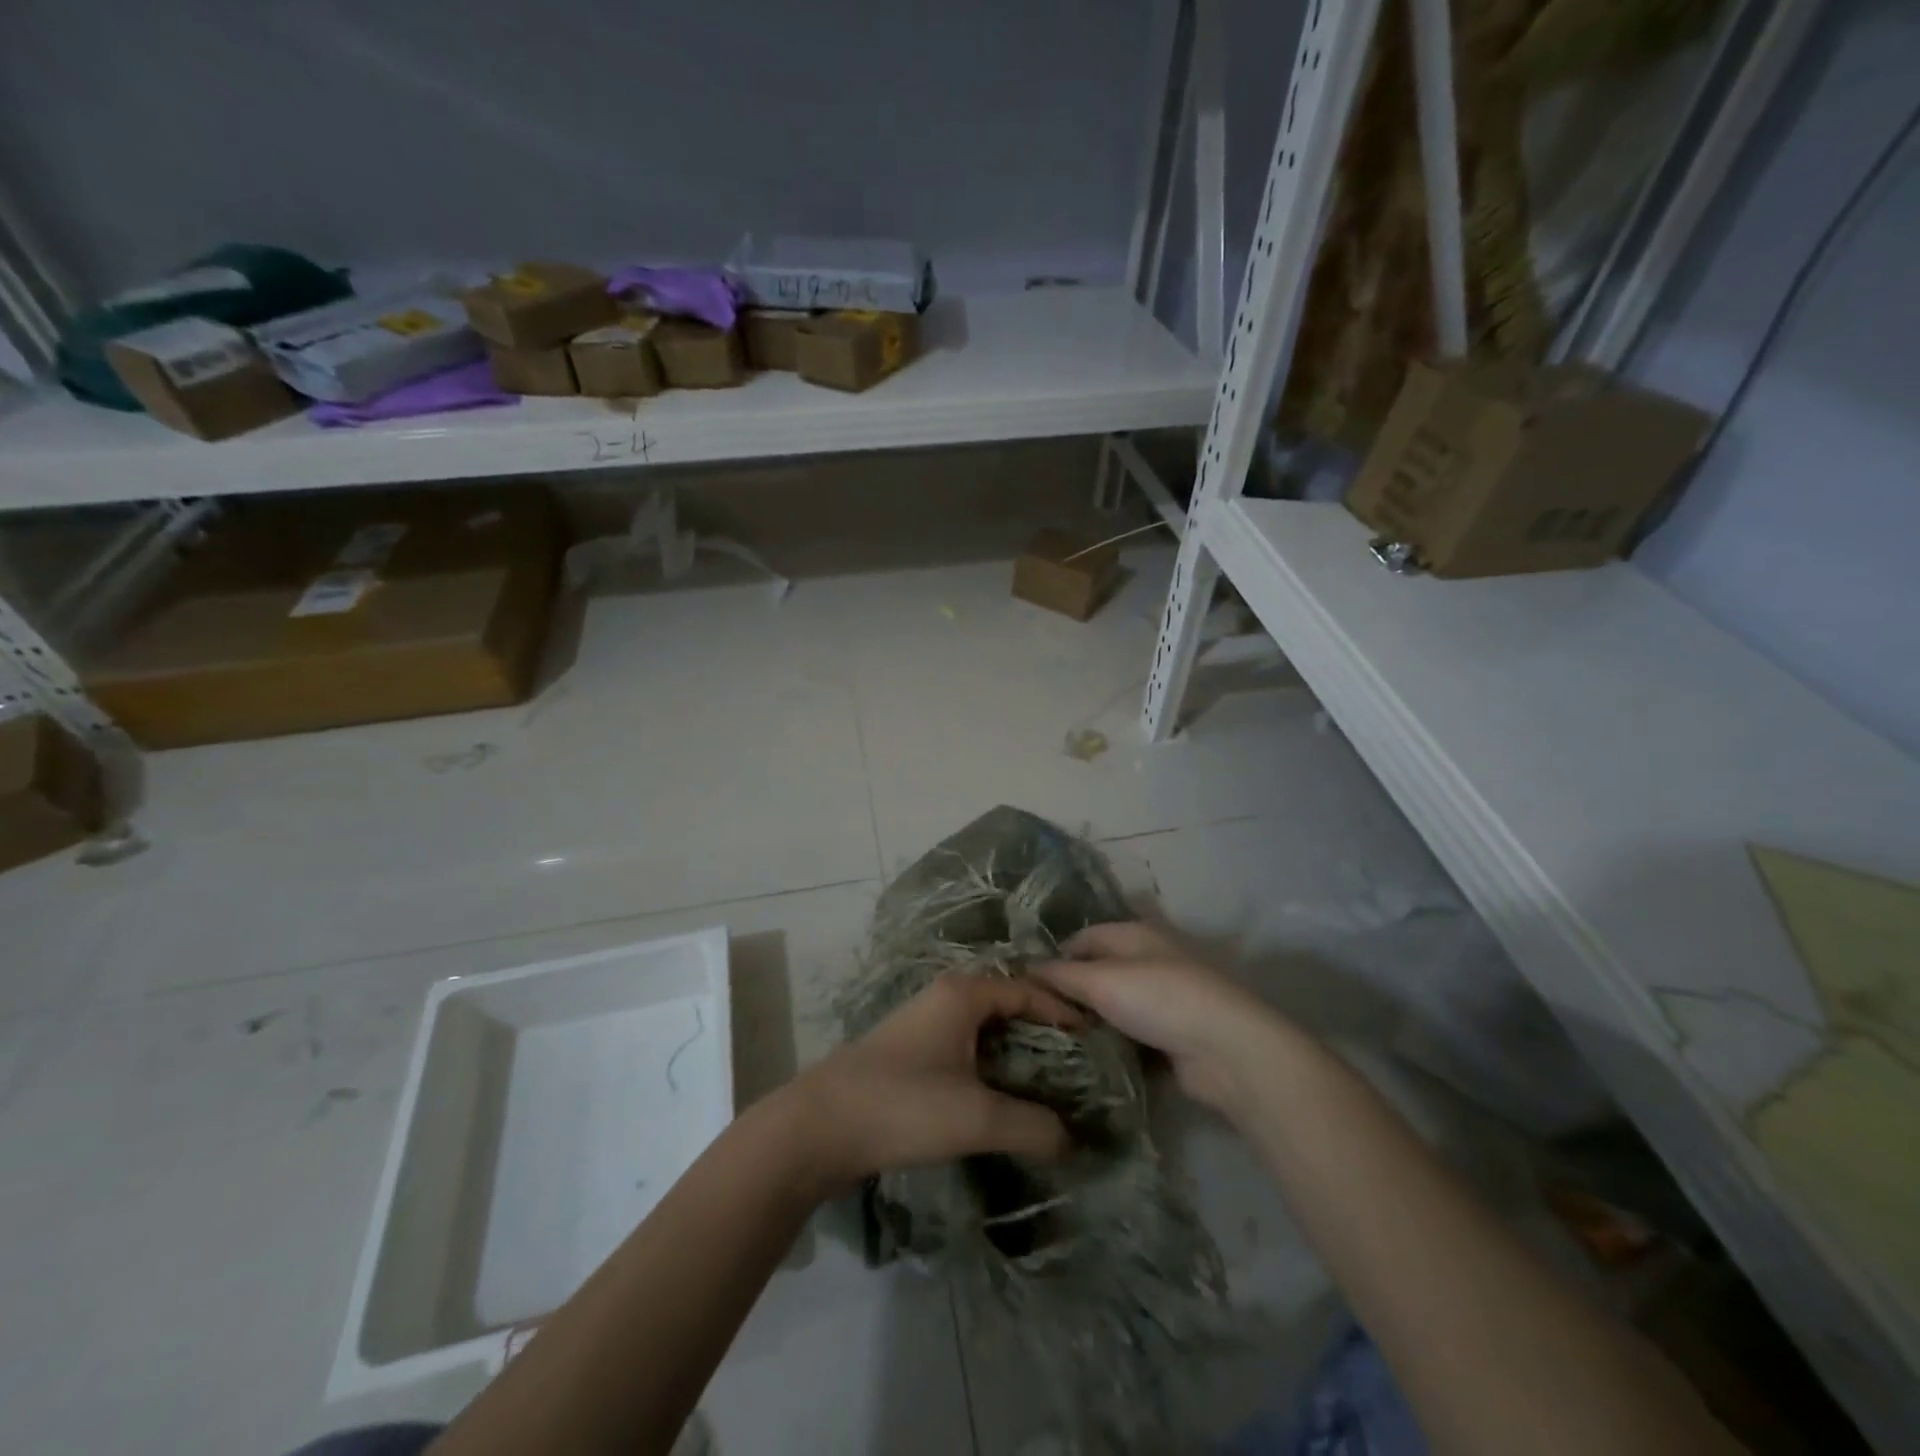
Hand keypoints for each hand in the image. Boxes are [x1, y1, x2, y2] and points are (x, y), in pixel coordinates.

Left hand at [778, 973, 1082, 1195]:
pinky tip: (1004, 1097)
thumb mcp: (976, 1116)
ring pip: (986, 1029)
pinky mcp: (911, 1053)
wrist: (818, 1127)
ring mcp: (925, 1024)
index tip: (1099, 1037)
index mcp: (963, 994)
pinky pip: (966, 1048)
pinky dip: (993, 1066)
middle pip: (1008, 1005)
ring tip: (1052, 1084)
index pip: (1028, 989)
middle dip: (1045, 1032)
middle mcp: (946, 998)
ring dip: (1018, 1052)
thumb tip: (1074, 1140)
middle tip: (1083, 1064)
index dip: (1064, 1011)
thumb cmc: (902, 1105)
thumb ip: (1032, 1126)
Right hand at [1034, 921, 1294, 1112]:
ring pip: (1113, 1005)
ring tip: (1053, 1040)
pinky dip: (1111, 1042)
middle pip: (1097, 971)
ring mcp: (1163, 998)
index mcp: (1133, 934)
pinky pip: (1130, 1033)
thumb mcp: (1101, 981)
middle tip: (1035, 1018)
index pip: (1082, 938)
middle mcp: (1148, 959)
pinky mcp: (1171, 1035)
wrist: (1227, 1050)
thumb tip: (1026, 968)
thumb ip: (1061, 975)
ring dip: (1090, 1021)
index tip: (1025, 987)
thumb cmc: (1160, 999)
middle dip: (1069, 992)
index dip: (1053, 958)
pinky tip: (1087, 1058)